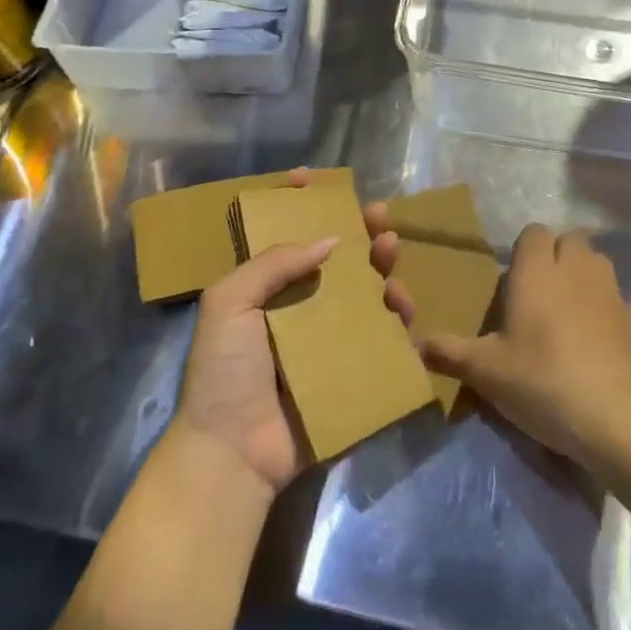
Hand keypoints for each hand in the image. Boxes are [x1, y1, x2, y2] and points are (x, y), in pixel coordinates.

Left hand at [172, 169, 403, 493]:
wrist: (233, 452)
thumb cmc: (224, 370)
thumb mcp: (230, 302)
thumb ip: (274, 263)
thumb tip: (330, 240)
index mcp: (266, 288)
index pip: (285, 235)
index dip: (297, 204)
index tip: (314, 177)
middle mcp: (299, 307)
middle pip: (337, 260)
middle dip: (360, 233)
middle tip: (381, 217)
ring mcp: (327, 341)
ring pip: (365, 294)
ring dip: (383, 272)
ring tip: (393, 259)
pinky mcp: (350, 371)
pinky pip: (381, 340)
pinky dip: (397, 321)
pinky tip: (406, 310)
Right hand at [416, 225, 630, 465]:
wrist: (612, 418)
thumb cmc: (540, 382)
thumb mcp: (486, 372)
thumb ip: (450, 352)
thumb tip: (417, 344)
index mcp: (537, 272)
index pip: (533, 233)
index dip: (526, 249)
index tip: (516, 279)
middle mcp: (577, 270)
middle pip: (571, 240)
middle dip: (559, 255)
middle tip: (543, 292)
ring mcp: (615, 294)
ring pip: (602, 263)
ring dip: (590, 276)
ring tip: (576, 308)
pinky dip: (630, 311)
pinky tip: (619, 330)